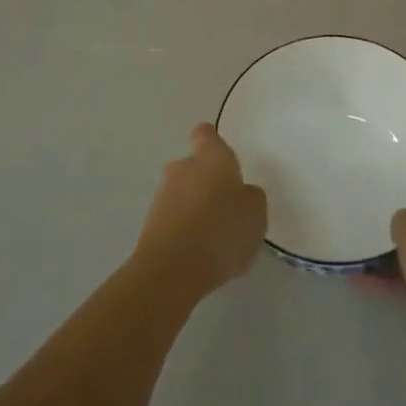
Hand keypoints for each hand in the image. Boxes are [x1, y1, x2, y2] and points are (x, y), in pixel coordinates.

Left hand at [133, 124, 267, 300]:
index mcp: (211, 156)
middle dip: (207, 182)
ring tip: (214, 237)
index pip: (206, 134)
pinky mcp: (149, 225)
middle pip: (193, 165)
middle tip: (227, 206)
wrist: (172, 271)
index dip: (214, 143)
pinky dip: (184, 230)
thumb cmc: (221, 230)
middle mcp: (182, 167)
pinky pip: (173, 219)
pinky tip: (199, 254)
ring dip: (194, 207)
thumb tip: (241, 193)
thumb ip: (251, 197)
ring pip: (182, 193)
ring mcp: (161, 195)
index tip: (225, 160)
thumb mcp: (256, 213)